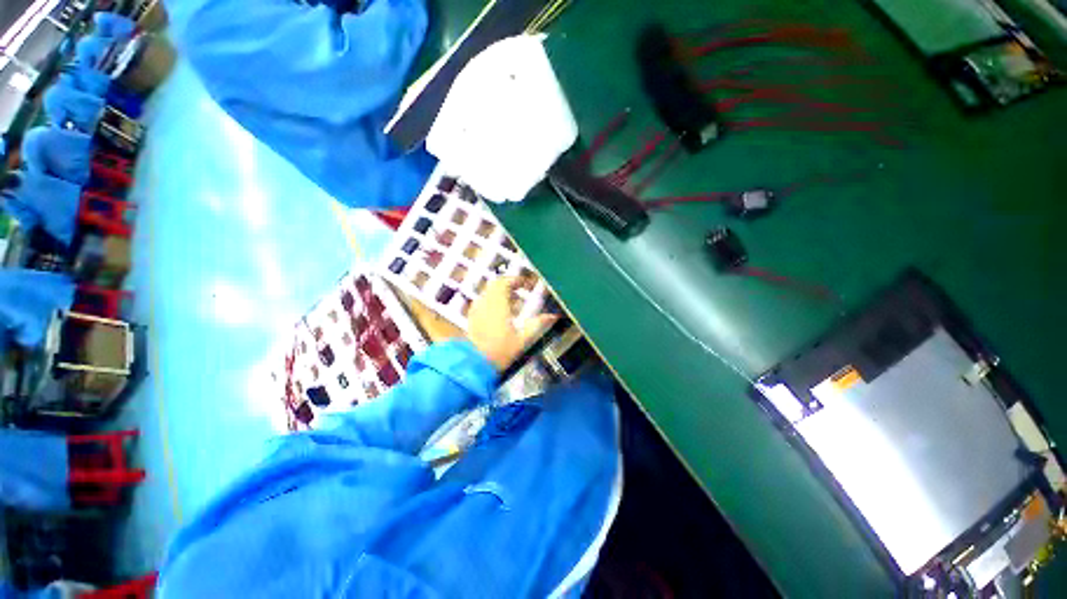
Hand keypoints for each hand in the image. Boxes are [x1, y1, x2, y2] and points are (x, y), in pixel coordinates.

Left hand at [467, 277, 557, 371]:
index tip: (526, 285)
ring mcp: (477, 309)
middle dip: (509, 284)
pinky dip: (493, 300)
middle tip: (521, 291)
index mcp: (498, 305)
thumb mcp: (522, 339)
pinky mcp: (472, 317)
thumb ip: (537, 325)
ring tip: (513, 303)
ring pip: (488, 291)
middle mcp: (485, 303)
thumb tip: (552, 316)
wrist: (474, 364)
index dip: (517, 280)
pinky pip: (483, 300)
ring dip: (501, 292)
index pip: (505, 282)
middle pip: (496, 284)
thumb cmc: (499, 352)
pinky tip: (500, 313)